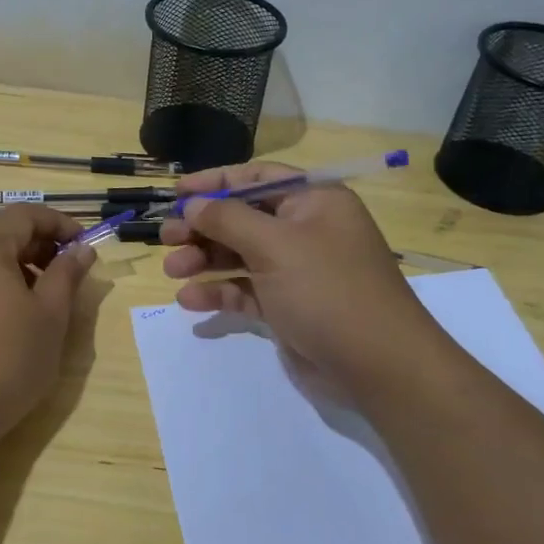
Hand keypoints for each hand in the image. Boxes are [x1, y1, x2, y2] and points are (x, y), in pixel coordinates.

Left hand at [0, 205, 96, 440]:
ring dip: (5, 269)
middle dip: (34, 247)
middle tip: (62, 275)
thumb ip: (67, 274)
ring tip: (28, 302)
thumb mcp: (51, 316)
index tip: (84, 245)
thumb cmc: (7, 359)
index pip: (25, 215)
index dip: (59, 224)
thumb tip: (81, 248)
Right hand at [160, 163, 436, 400]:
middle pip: (243, 219)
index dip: (216, 182)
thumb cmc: (327, 289)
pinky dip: (219, 293)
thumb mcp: (275, 245)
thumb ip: (228, 220)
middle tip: (166, 238)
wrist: (377, 364)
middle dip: (203, 227)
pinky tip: (191, 301)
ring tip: (173, 271)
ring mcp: (296, 271)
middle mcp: (305, 230)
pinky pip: (245, 291)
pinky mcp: (287, 306)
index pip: (257, 179)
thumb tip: (193, 203)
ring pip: (239, 256)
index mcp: (313, 201)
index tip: (178, 192)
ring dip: (205, 261)